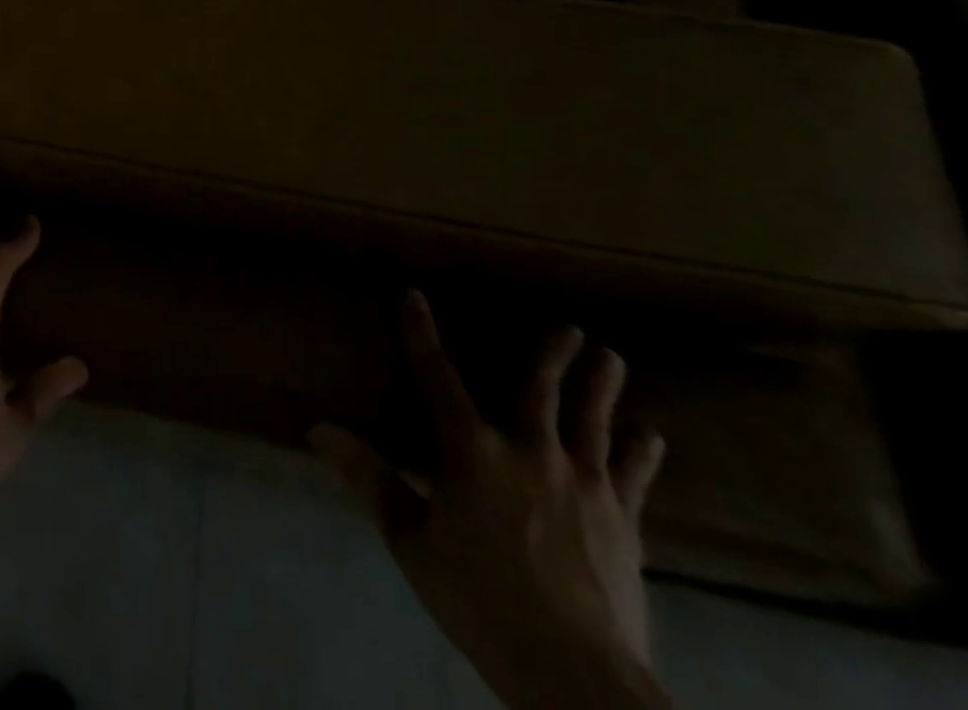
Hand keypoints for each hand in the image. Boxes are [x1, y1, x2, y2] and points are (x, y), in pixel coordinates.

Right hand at [310, 292, 669, 709]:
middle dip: (552, 355)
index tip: (415, 296)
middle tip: (571, 328)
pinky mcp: (622, 521)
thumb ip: (370, 479)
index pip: (437, 376)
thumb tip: (318, 429)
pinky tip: (648, 436)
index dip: (421, 333)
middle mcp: (529, 451)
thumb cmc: (481, 601)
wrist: (576, 675)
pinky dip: (640, 453)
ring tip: (611, 358)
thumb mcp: (411, 541)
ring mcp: (583, 485)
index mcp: (472, 450)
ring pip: (592, 422)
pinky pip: (633, 477)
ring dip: (601, 388)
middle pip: (540, 391)